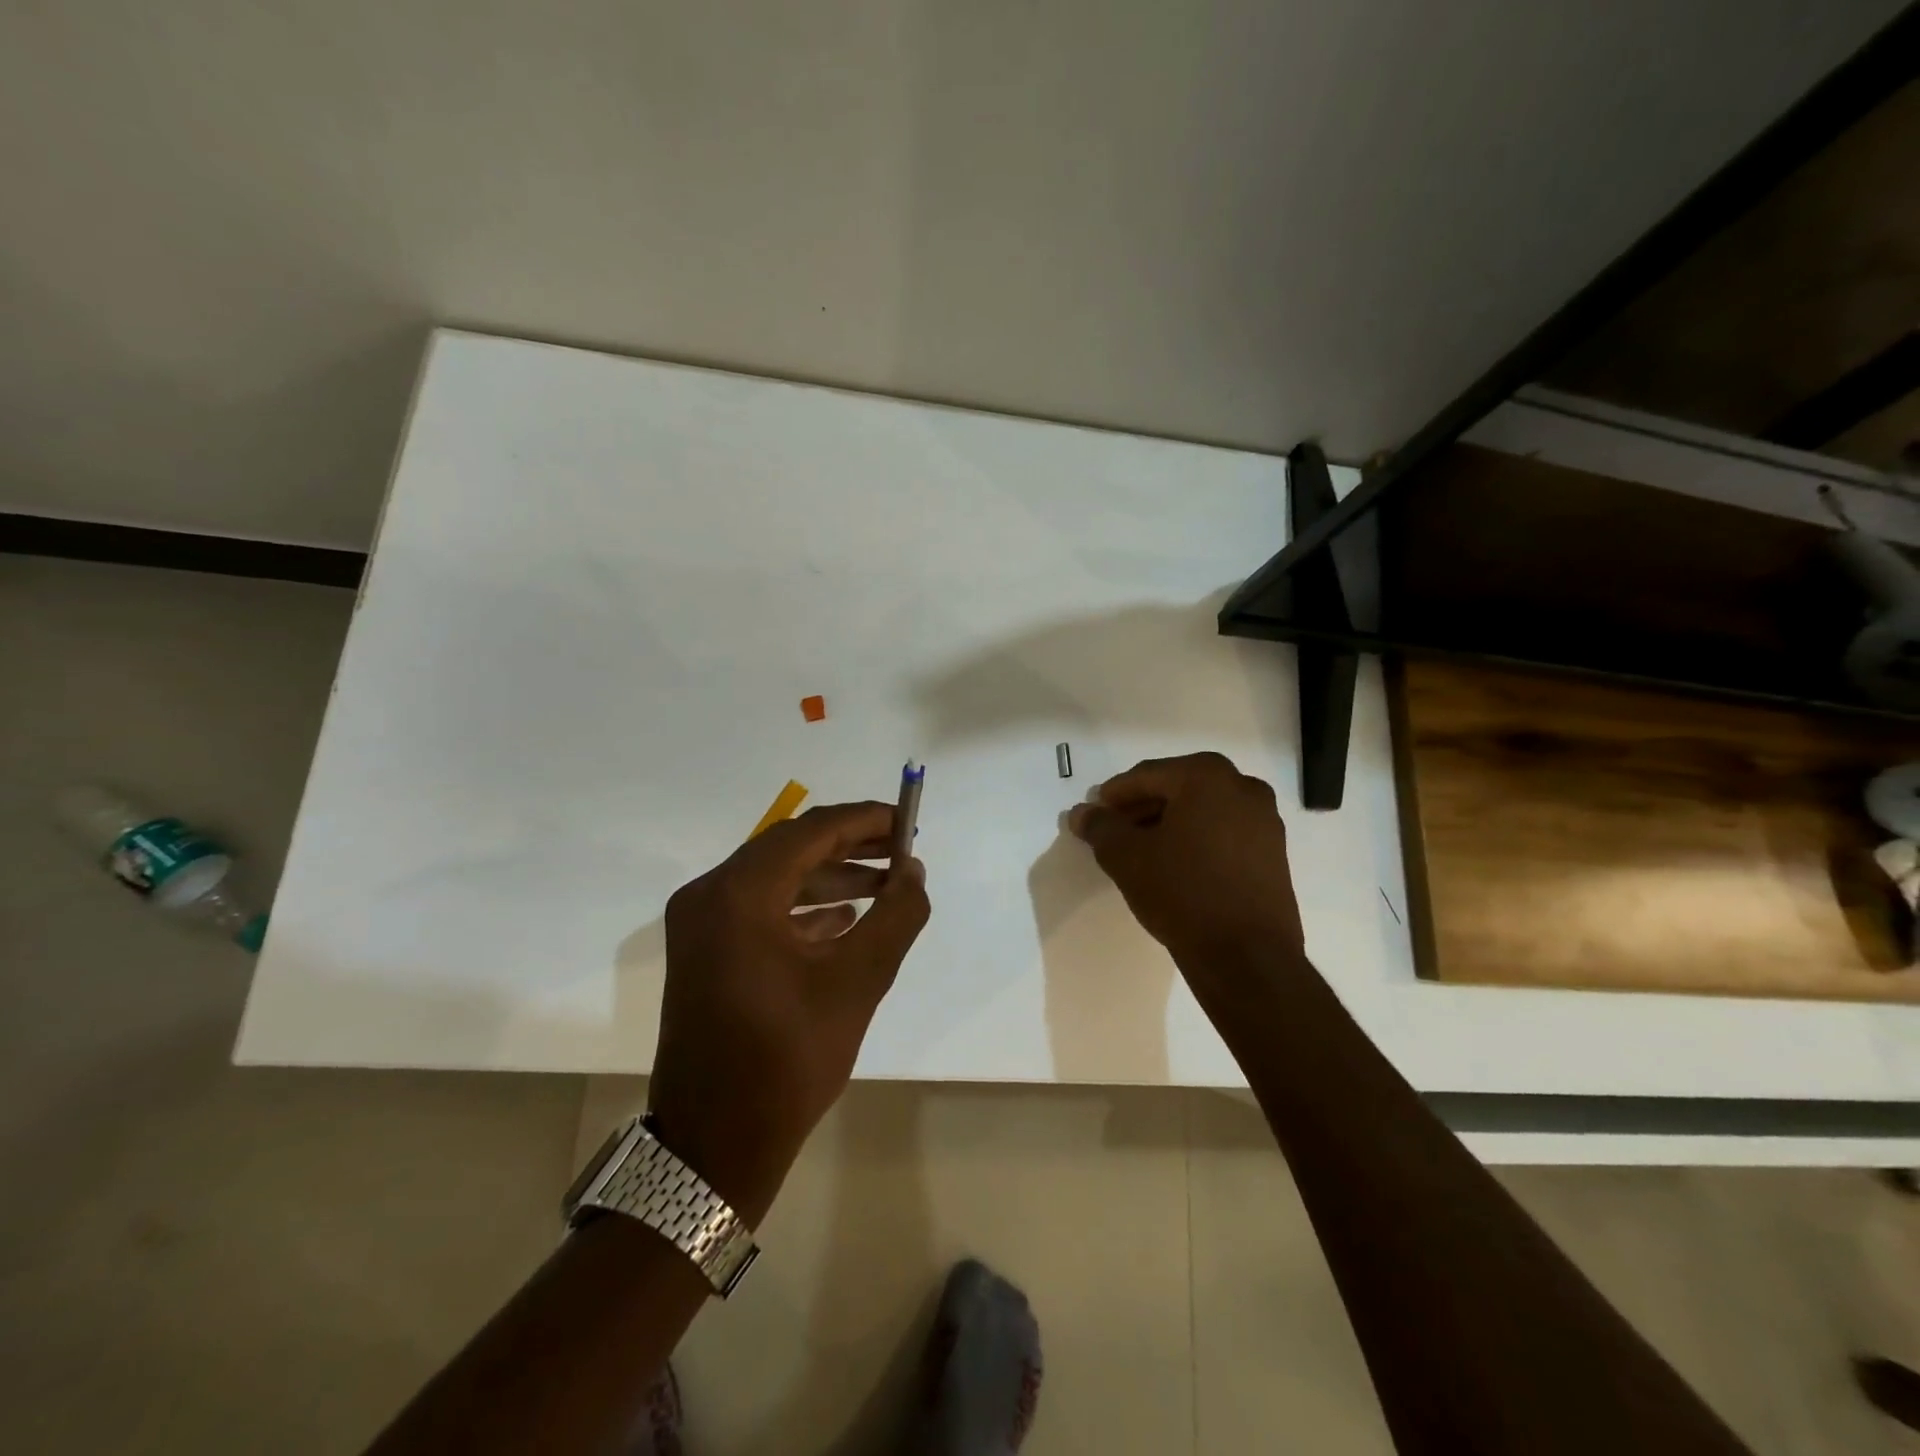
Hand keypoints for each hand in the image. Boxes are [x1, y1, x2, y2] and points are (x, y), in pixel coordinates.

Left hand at [648, 802, 929, 1225]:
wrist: (715, 1146)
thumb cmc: (788, 1060)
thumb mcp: (858, 982)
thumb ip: (896, 915)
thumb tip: (914, 871)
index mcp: (738, 894)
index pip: (811, 831)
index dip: (865, 820)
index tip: (908, 821)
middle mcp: (709, 895)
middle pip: (790, 848)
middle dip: (851, 846)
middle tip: (902, 850)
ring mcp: (700, 924)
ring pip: (775, 878)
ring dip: (831, 876)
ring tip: (886, 884)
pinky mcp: (704, 951)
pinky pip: (760, 909)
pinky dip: (804, 906)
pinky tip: (846, 918)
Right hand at [1068, 752, 1305, 986]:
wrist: (1247, 956)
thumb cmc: (1182, 893)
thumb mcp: (1126, 858)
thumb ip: (1100, 827)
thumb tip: (1082, 813)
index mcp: (1207, 776)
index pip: (1147, 775)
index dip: (1114, 794)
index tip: (1094, 812)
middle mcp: (1243, 787)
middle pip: (1177, 788)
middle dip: (1142, 807)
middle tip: (1113, 829)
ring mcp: (1265, 820)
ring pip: (1203, 810)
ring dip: (1168, 822)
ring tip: (1140, 849)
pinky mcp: (1274, 852)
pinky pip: (1224, 831)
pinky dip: (1196, 838)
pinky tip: (1174, 863)